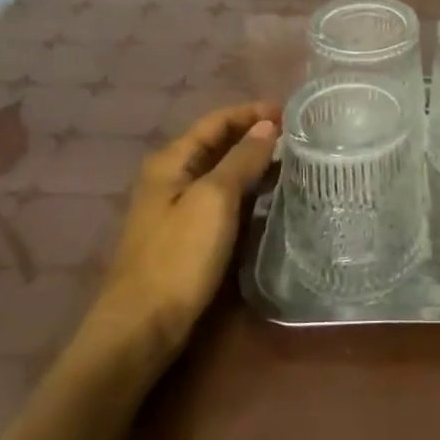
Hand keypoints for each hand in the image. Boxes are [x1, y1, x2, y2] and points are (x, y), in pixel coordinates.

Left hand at [84, 100, 280, 362]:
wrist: (142, 327)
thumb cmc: (178, 256)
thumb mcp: (215, 200)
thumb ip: (242, 159)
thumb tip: (266, 126)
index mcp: (171, 161)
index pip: (216, 120)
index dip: (252, 112)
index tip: (290, 112)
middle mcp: (170, 177)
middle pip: (217, 143)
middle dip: (254, 135)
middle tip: (297, 136)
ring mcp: (176, 207)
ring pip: (220, 172)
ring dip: (252, 162)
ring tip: (292, 162)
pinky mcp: (186, 234)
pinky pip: (221, 198)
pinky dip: (246, 190)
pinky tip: (269, 197)